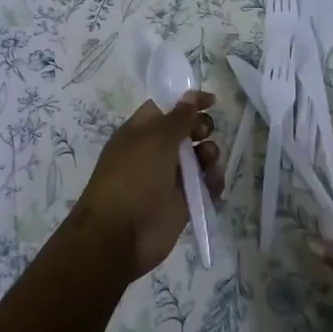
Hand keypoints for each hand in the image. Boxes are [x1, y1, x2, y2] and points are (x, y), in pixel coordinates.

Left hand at [70, 92, 221, 282]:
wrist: (119, 235)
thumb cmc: (132, 178)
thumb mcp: (155, 140)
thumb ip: (178, 117)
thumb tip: (191, 95)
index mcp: (142, 131)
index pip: (167, 107)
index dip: (188, 102)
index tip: (212, 101)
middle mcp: (156, 151)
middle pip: (188, 131)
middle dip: (202, 129)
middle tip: (202, 135)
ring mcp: (170, 178)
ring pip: (200, 158)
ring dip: (210, 155)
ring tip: (209, 162)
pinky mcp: (183, 202)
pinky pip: (205, 186)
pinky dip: (213, 183)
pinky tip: (213, 185)